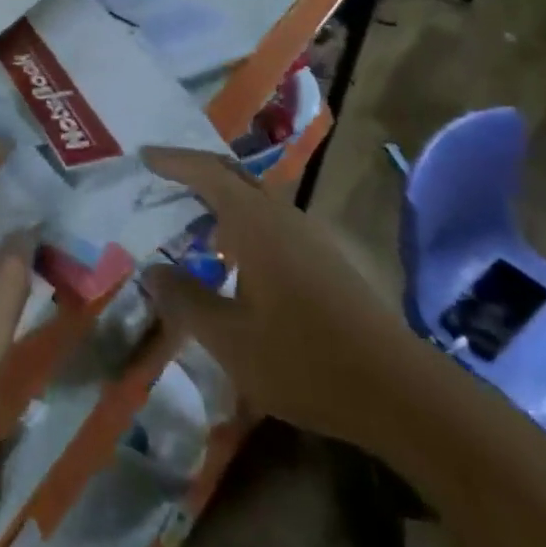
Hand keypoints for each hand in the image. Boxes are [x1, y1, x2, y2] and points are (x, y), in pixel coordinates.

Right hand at [141, 147, 429, 459]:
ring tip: (193, 224)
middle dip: (196, 174)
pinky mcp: (329, 258)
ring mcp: (311, 235)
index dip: (173, 161)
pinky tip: (238, 260)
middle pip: (233, 177)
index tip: (144, 155)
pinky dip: (244, 224)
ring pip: (256, 200)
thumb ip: (185, 301)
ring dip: (222, 202)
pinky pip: (273, 222)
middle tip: (163, 181)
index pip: (206, 173)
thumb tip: (150, 272)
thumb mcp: (230, 341)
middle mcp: (283, 216)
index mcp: (255, 223)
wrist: (402, 392)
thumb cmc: (305, 360)